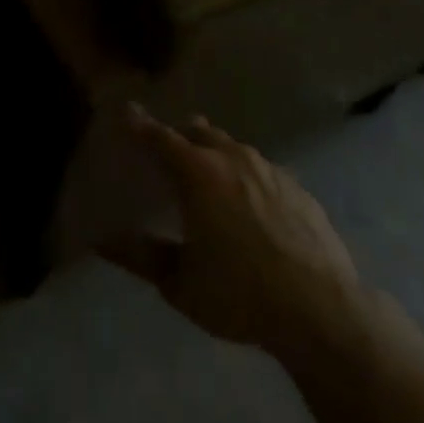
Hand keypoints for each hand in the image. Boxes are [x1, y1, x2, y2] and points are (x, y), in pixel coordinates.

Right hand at [100, 109, 367, 360]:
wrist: (322, 312)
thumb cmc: (240, 294)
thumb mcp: (180, 283)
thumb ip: (140, 257)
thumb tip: (101, 241)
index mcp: (197, 171)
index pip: (158, 137)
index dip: (139, 124)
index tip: (126, 111)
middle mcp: (231, 157)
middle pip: (198, 130)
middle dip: (180, 135)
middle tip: (170, 154)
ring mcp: (269, 169)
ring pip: (233, 147)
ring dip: (216, 154)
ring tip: (212, 180)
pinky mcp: (299, 188)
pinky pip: (264, 170)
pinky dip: (249, 178)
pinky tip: (254, 207)